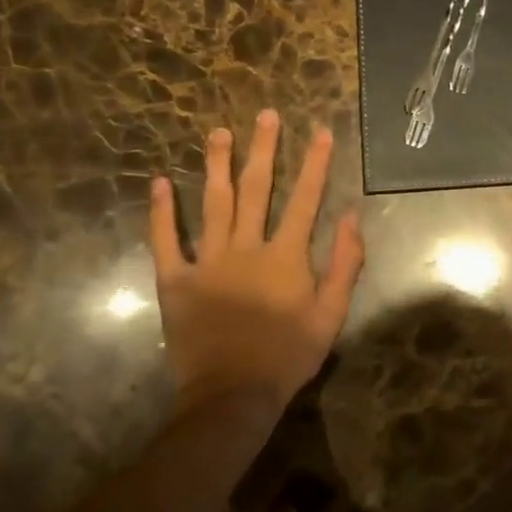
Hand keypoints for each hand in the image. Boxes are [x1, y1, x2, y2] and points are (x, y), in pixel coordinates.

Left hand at [148, 110, 364, 420]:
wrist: (232, 396)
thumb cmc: (288, 355)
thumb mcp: (332, 313)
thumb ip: (345, 263)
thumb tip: (352, 216)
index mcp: (285, 255)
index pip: (305, 198)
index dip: (315, 163)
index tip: (320, 130)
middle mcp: (246, 248)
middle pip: (256, 189)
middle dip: (263, 149)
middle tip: (264, 115)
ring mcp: (207, 262)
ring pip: (212, 203)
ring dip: (216, 165)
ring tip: (217, 133)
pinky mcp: (176, 281)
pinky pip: (166, 241)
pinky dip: (161, 212)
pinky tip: (159, 182)